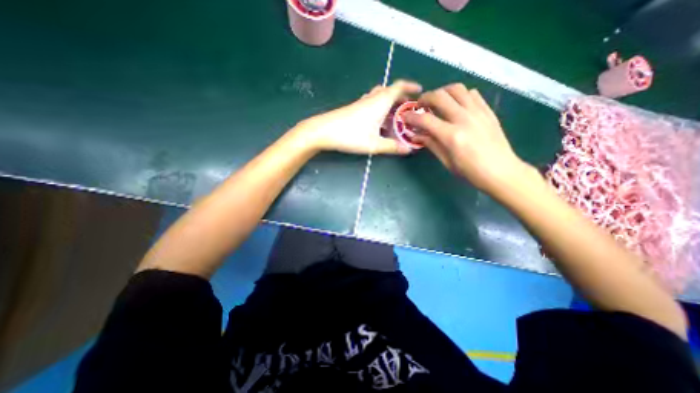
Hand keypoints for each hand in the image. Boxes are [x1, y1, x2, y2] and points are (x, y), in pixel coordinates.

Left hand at [295, 80, 419, 155]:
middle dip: (402, 97)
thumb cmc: (350, 135)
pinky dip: (380, 107)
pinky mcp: (354, 109)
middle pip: (390, 91)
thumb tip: (408, 150)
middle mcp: (372, 98)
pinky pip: (372, 103)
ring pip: (380, 97)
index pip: (399, 87)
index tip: (420, 90)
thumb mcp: (374, 144)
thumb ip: (392, 147)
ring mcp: (362, 103)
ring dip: (391, 102)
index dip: (410, 86)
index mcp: (380, 102)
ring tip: (397, 115)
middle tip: (410, 108)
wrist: (323, 131)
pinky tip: (379, 120)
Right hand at [405, 83, 530, 195]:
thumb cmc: (470, 171)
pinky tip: (456, 105)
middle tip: (420, 106)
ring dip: (442, 92)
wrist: (501, 171)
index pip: (425, 120)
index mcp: (452, 136)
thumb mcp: (446, 161)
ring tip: (437, 102)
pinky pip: (472, 94)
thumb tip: (417, 135)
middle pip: (440, 97)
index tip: (405, 118)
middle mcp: (464, 119)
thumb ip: (431, 144)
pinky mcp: (487, 111)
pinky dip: (460, 95)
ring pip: (457, 89)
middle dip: (425, 98)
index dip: (411, 117)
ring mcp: (478, 112)